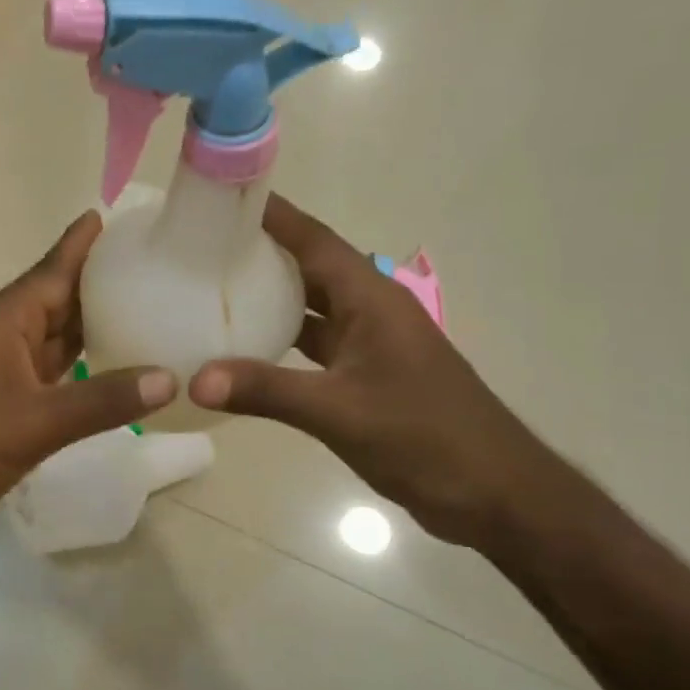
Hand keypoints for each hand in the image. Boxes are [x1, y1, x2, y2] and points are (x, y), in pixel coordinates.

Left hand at [0, 212, 175, 547]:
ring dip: (92, 323)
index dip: (80, 244)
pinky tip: (111, 367)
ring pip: (54, 337)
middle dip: (97, 280)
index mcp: (3, 322)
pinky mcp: (2, 404)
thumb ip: (102, 400)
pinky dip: (81, 365)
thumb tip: (170, 377)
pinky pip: (50, 372)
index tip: (111, 213)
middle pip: (57, 299)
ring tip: (142, 304)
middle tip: (149, 261)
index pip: (51, 271)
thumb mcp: (34, 422)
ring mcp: (0, 371)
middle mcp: (2, 336)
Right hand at [188, 195, 564, 547]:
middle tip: (201, 244)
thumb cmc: (425, 437)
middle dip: (260, 251)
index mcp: (371, 300)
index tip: (222, 195)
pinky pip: (315, 345)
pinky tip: (246, 350)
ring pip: (311, 307)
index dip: (271, 214)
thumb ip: (266, 391)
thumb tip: (195, 380)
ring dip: (269, 297)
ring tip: (213, 288)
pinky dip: (281, 341)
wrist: (495, 493)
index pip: (314, 240)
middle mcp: (370, 311)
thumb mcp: (339, 412)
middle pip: (309, 267)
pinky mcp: (367, 376)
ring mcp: (370, 344)